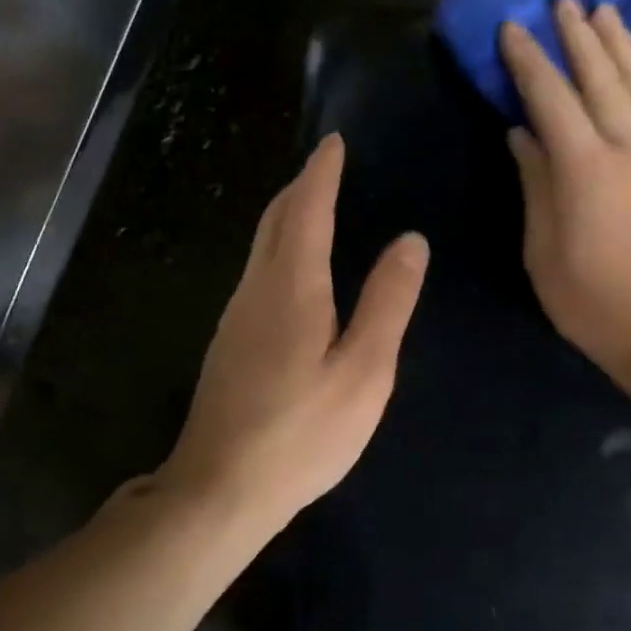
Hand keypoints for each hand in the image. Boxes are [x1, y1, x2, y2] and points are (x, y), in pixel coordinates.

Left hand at [158, 134, 428, 531]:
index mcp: (291, 286)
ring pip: (260, 247)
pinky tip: (292, 271)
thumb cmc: (302, 432)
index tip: (333, 142)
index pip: (306, 209)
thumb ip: (387, 302)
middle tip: (325, 167)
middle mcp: (255, 289)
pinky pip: (256, 274)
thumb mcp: (364, 370)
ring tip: (313, 206)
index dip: (321, 173)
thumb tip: (410, 240)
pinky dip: (277, 250)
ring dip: (286, 217)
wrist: (220, 487)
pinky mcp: (229, 343)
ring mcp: (235, 317)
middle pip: (274, 220)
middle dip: (300, 188)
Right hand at [501, 0, 630, 377]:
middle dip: (577, 38)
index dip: (529, 61)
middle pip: (600, 78)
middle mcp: (629, 147)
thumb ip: (536, 185)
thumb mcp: (544, 251)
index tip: (513, 29)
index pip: (550, 98)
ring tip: (604, 12)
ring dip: (622, 44)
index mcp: (584, 168)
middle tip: (562, 2)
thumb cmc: (593, 301)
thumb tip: (523, 134)